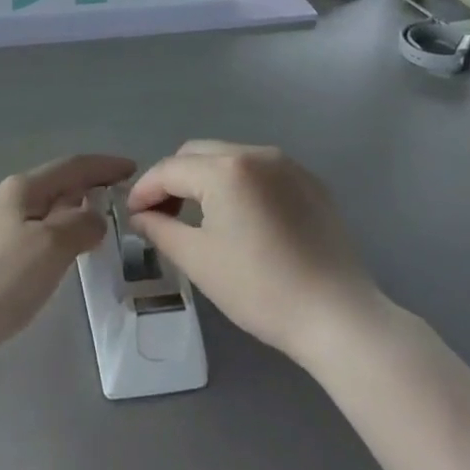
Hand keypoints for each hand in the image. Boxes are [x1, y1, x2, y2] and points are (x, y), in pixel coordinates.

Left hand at [0, 154, 130, 356]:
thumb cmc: (2, 277)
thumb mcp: (52, 246)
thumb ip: (81, 225)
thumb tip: (94, 217)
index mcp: (23, 188)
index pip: (72, 166)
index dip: (104, 166)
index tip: (133, 169)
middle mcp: (6, 199)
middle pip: (56, 185)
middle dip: (89, 187)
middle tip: (120, 200)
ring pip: (44, 210)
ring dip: (73, 212)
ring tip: (98, 227)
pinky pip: (33, 233)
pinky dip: (56, 234)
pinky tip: (62, 254)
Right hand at [125, 142, 386, 366]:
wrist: (338, 316)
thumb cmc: (260, 289)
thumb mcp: (198, 260)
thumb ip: (160, 228)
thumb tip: (140, 215)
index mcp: (226, 169)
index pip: (170, 169)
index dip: (144, 190)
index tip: (131, 215)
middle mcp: (257, 153)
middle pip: (198, 154)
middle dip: (173, 180)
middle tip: (161, 216)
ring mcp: (288, 165)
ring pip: (229, 158)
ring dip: (205, 179)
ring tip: (198, 217)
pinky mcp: (310, 183)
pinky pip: (260, 171)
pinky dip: (238, 184)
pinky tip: (240, 219)